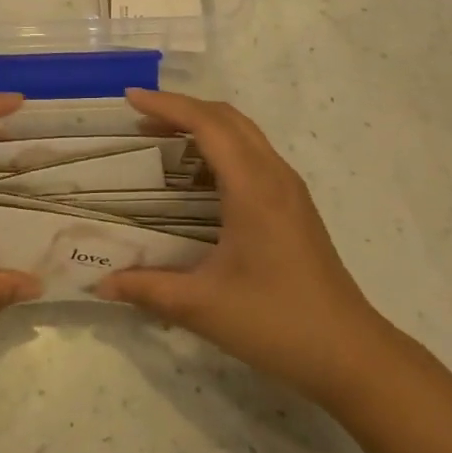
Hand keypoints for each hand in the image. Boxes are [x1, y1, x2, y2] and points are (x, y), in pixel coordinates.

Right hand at [97, 90, 397, 402]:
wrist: (350, 354)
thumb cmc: (276, 322)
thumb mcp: (202, 307)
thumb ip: (147, 289)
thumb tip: (101, 282)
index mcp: (253, 188)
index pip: (207, 124)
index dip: (167, 105)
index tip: (130, 99)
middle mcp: (274, 176)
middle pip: (227, 118)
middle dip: (182, 108)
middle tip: (140, 118)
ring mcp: (289, 189)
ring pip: (244, 133)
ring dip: (204, 125)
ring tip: (162, 138)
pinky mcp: (295, 205)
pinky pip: (254, 154)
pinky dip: (221, 146)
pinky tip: (198, 177)